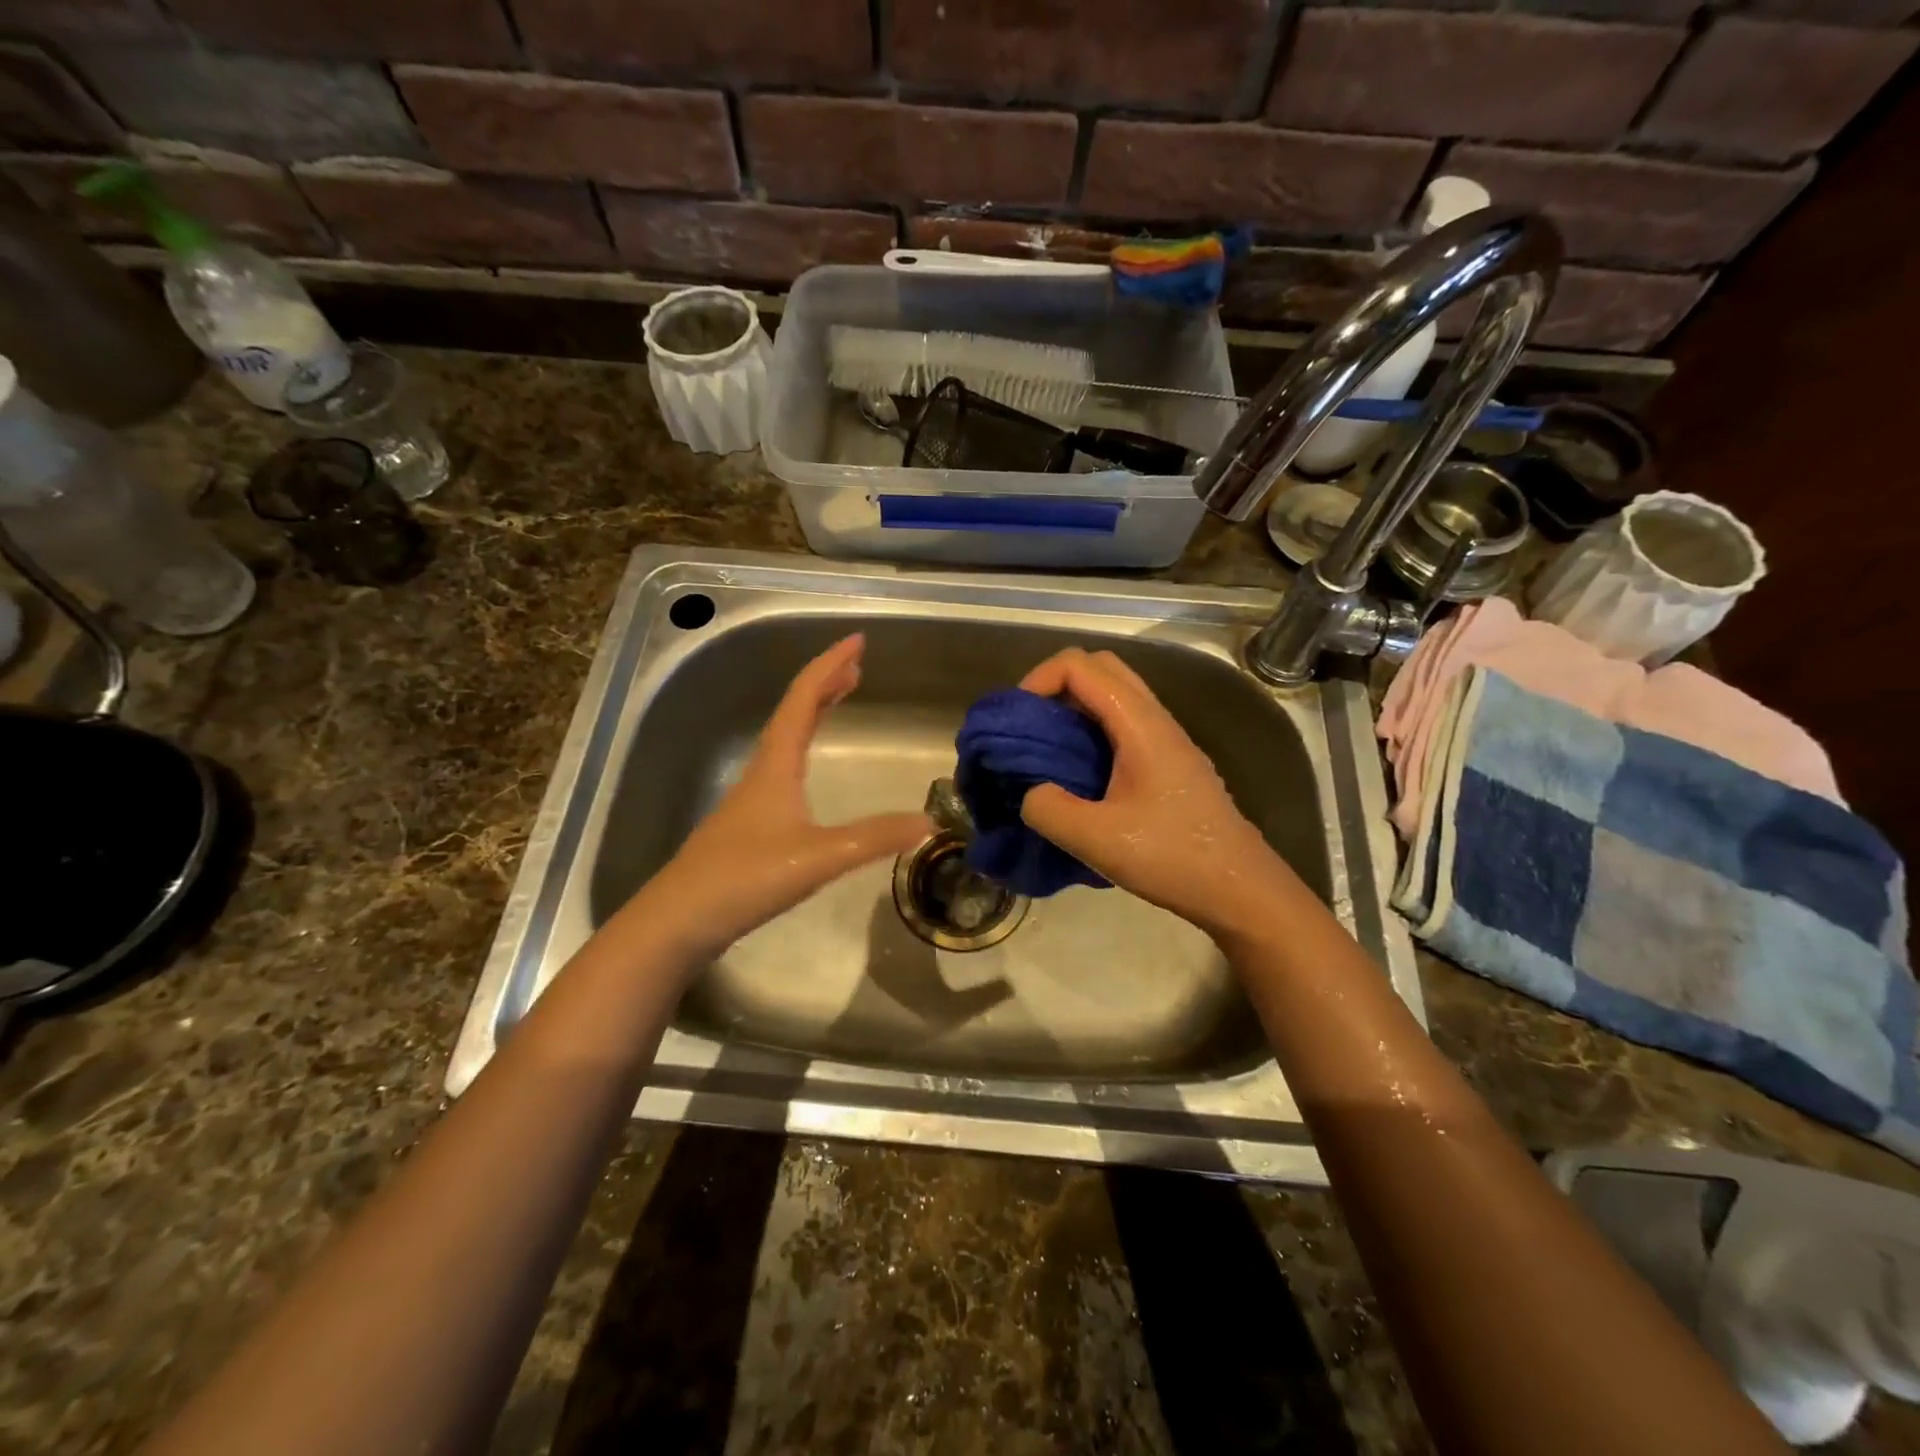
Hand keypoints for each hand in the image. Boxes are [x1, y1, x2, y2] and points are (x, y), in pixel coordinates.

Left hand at [633, 635, 930, 957]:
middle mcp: (762, 772)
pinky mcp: (749, 825)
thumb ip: (874, 838)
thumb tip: (928, 822)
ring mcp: (752, 799)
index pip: (803, 699)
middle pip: (794, 712)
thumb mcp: (818, 857)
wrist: (678, 921)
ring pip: (786, 739)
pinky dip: (805, 747)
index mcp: (775, 765)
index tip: (858, 641)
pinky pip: (783, 766)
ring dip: (814, 712)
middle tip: (856, 667)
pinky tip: (810, 773)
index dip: (830, 666)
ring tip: (839, 700)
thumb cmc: (744, 878)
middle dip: (825, 683)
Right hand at [1016, 648, 1295, 939]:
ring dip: (1075, 708)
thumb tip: (1030, 794)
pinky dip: (1092, 729)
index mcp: (1140, 725)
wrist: (1239, 888)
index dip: (1039, 679)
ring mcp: (1167, 740)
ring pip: (1115, 695)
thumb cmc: (1173, 858)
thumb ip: (1049, 810)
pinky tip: (1079, 774)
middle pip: (1101, 668)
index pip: (1081, 666)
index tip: (1018, 719)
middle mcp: (1156, 720)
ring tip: (1047, 750)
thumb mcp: (1097, 841)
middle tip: (1031, 726)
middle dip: (1056, 685)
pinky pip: (1124, 723)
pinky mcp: (1169, 762)